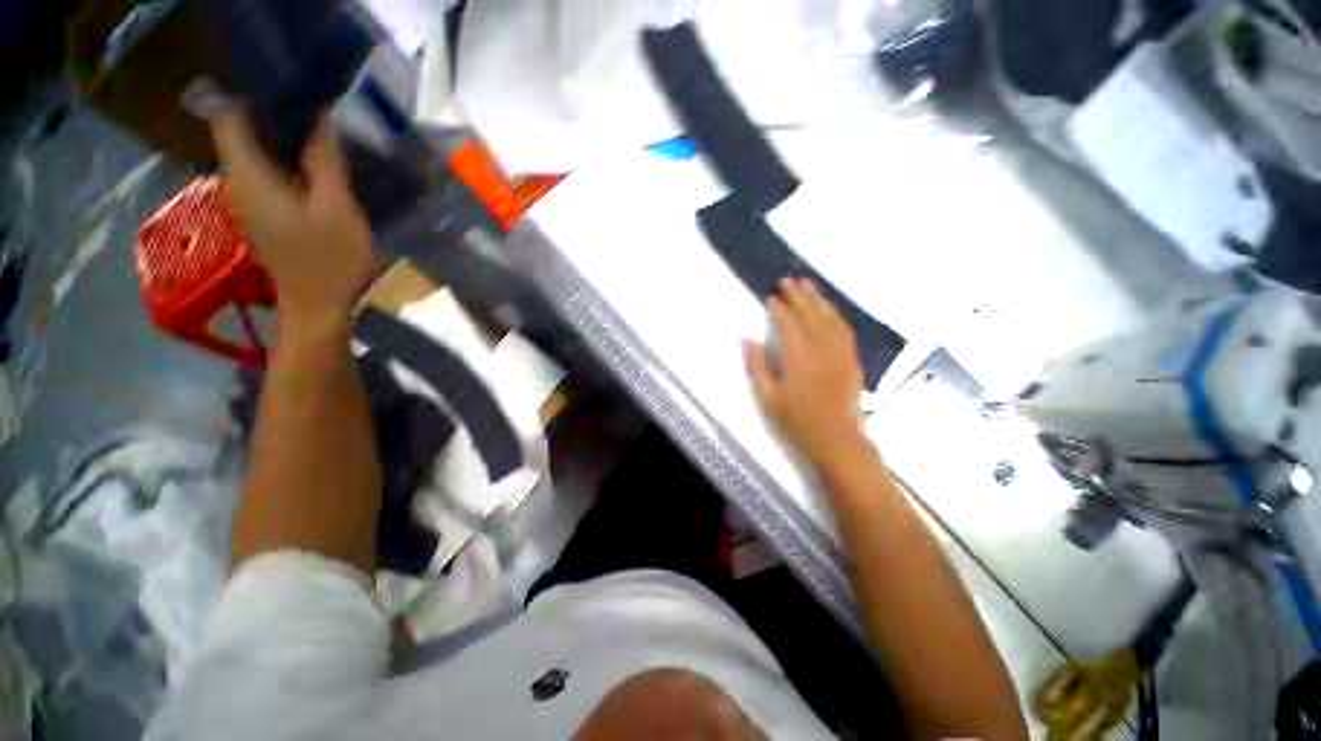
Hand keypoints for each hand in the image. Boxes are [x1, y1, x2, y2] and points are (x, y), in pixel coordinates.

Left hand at [208, 111, 372, 330]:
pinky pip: (261, 172)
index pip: (229, 117)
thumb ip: (326, 163)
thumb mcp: (338, 209)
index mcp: (249, 175)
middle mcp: (236, 182)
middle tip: (308, 107)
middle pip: (238, 132)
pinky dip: (280, 161)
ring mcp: (244, 200)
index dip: (248, 95)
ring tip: (312, 131)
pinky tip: (308, 165)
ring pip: (251, 152)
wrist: (316, 306)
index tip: (281, 87)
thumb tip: (322, 118)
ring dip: (276, 138)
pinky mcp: (258, 213)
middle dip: (268, 114)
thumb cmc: (329, 259)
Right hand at [743, 277, 866, 470]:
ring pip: (830, 319)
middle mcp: (822, 351)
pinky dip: (835, 314)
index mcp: (799, 361)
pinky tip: (828, 308)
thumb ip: (757, 367)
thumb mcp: (768, 399)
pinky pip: (844, 330)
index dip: (781, 309)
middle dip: (799, 296)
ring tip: (808, 285)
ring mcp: (840, 354)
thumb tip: (746, 339)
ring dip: (818, 300)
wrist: (837, 440)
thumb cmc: (797, 423)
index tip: (772, 297)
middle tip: (788, 280)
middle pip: (810, 316)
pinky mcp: (852, 359)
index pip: (790, 326)